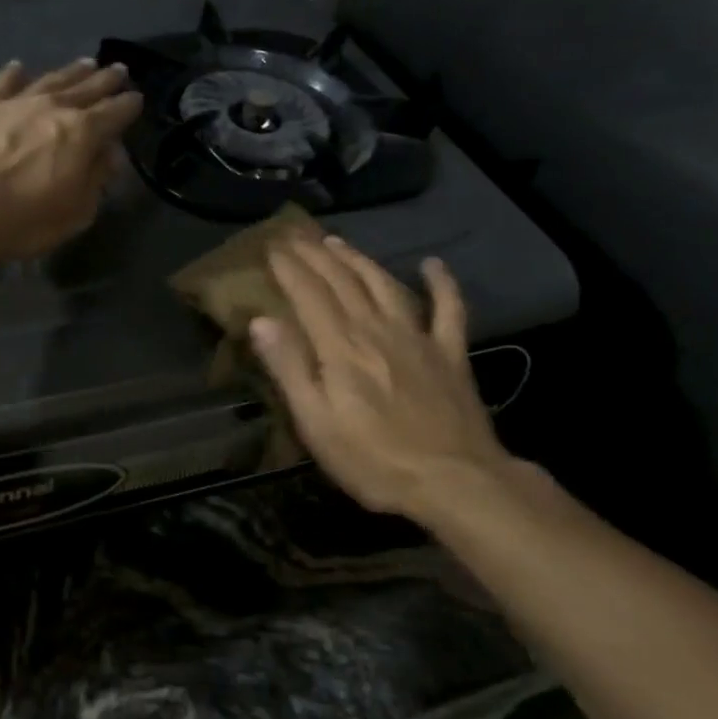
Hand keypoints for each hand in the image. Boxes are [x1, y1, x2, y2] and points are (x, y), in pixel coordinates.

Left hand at [0, 58, 141, 260]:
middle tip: (119, 70)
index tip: (137, 98)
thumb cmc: (26, 218)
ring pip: (51, 79)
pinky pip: (4, 83)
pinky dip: (14, 74)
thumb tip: (110, 154)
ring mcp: (17, 102)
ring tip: (85, 63)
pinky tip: (20, 67)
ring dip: (71, 71)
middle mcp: (54, 107)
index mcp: (83, 132)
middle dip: (106, 80)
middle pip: (87, 88)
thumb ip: (97, 177)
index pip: (115, 112)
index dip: (129, 105)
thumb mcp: (77, 210)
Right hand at [249, 236, 509, 518]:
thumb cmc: (375, 460)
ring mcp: (417, 338)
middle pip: (343, 281)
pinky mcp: (450, 354)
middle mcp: (377, 329)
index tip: (272, 247)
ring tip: (338, 242)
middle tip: (296, 235)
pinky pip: (449, 309)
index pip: (309, 294)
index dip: (289, 268)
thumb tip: (260, 321)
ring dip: (359, 259)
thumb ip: (289, 367)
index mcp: (341, 347)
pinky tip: (433, 264)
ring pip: (384, 285)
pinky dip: (442, 284)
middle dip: (316, 255)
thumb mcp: (316, 423)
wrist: (456, 483)